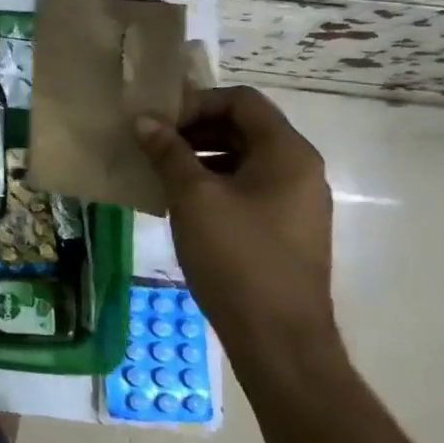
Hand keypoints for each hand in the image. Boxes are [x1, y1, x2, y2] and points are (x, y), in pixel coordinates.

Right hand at [134, 86, 337, 363]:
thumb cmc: (237, 257)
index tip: (161, 123)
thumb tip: (144, 120)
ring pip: (242, 158)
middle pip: (243, 127)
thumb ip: (168, 151)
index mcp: (287, 153)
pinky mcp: (285, 229)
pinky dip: (213, 183)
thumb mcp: (193, 197)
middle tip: (153, 144)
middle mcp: (299, 170)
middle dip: (195, 130)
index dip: (197, 103)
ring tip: (160, 172)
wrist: (279, 341)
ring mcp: (295, 202)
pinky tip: (180, 202)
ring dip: (199, 157)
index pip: (241, 101)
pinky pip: (247, 187)